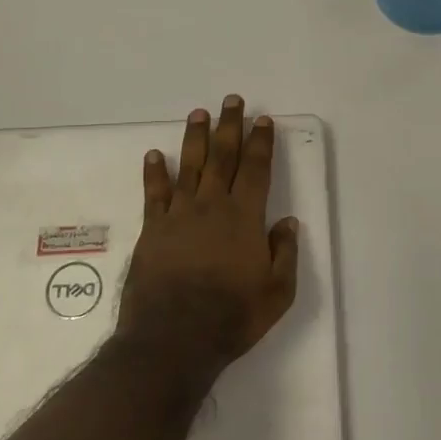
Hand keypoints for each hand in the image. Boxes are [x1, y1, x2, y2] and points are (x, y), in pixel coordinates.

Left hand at [115, 95, 300, 384]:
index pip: (256, 170)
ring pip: (189, 166)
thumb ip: (284, 253)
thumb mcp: (277, 292)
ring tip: (198, 113)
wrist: (173, 338)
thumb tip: (287, 222)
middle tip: (232, 101)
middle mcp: (212, 206)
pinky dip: (154, 172)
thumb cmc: (232, 317)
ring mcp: (179, 215)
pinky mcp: (153, 230)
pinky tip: (154, 155)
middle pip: (223, 157)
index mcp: (245, 218)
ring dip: (195, 138)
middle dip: (230, 127)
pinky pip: (154, 193)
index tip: (263, 120)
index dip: (261, 143)